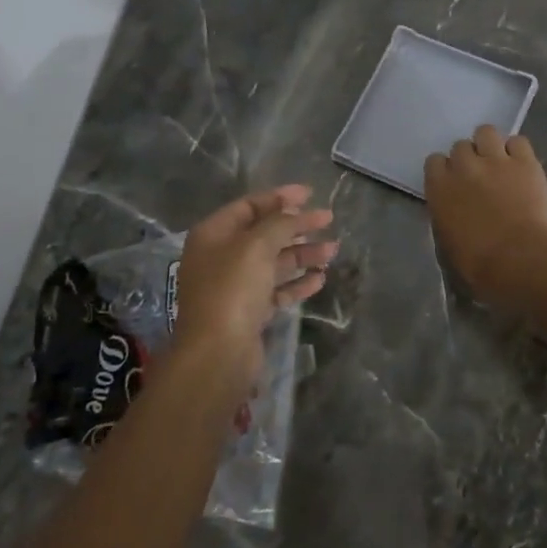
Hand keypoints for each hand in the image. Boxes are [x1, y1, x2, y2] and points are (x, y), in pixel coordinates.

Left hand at [173, 185, 335, 379]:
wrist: (218, 353)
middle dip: (297, 226)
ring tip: (333, 251)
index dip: (279, 197)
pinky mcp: (248, 312)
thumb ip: (279, 224)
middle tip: (328, 220)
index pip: (249, 206)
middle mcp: (221, 257)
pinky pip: (276, 290)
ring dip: (303, 254)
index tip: (310, 194)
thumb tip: (295, 213)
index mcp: (213, 235)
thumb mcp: (257, 246)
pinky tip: (320, 278)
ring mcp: (234, 286)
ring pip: (273, 262)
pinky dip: (297, 283)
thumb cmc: (232, 289)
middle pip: (264, 234)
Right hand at [424, 125, 546, 307]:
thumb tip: (454, 211)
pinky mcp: (525, 162)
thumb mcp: (447, 241)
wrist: (518, 260)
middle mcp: (464, 166)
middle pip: (460, 145)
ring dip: (489, 145)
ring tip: (498, 162)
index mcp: (440, 187)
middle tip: (479, 177)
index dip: (445, 171)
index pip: (434, 161)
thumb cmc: (477, 264)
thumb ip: (446, 215)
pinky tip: (520, 166)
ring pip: (486, 132)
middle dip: (468, 159)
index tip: (454, 184)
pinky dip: (517, 151)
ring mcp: (496, 160)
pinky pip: (518, 141)